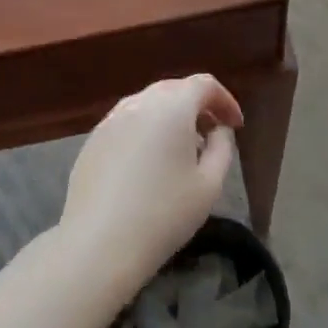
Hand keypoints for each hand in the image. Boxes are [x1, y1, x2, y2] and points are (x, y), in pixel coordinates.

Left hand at [59, 74, 242, 284]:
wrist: (99, 243)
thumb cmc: (164, 214)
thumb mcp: (210, 184)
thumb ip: (222, 147)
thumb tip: (219, 130)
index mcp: (171, 107)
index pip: (204, 84)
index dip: (225, 100)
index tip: (235, 126)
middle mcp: (138, 104)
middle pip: (174, 89)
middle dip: (197, 105)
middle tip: (212, 133)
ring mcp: (110, 121)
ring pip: (147, 103)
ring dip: (170, 116)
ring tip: (181, 148)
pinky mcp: (92, 141)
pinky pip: (126, 122)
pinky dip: (145, 129)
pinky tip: (149, 161)